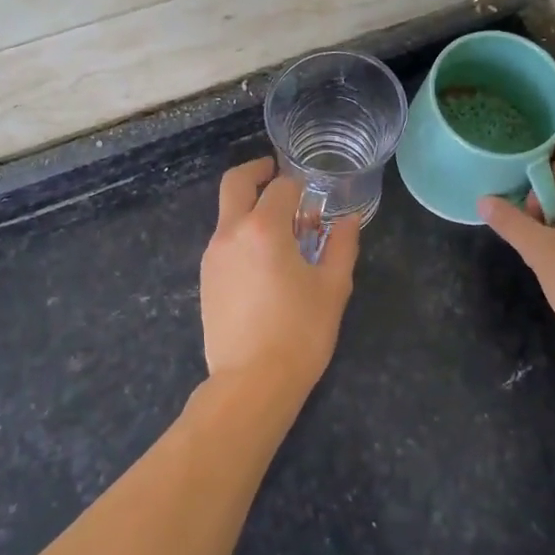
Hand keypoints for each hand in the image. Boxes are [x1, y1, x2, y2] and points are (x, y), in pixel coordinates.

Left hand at [199, 158, 359, 395]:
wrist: (251, 383)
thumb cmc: (300, 332)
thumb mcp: (332, 287)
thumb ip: (341, 245)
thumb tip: (348, 219)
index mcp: (263, 228)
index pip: (281, 186)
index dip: (300, 187)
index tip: (314, 199)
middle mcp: (230, 232)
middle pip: (235, 182)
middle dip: (257, 171)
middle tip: (276, 173)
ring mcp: (213, 255)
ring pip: (227, 213)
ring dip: (250, 207)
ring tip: (281, 232)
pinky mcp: (206, 278)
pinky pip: (224, 241)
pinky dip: (242, 235)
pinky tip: (264, 263)